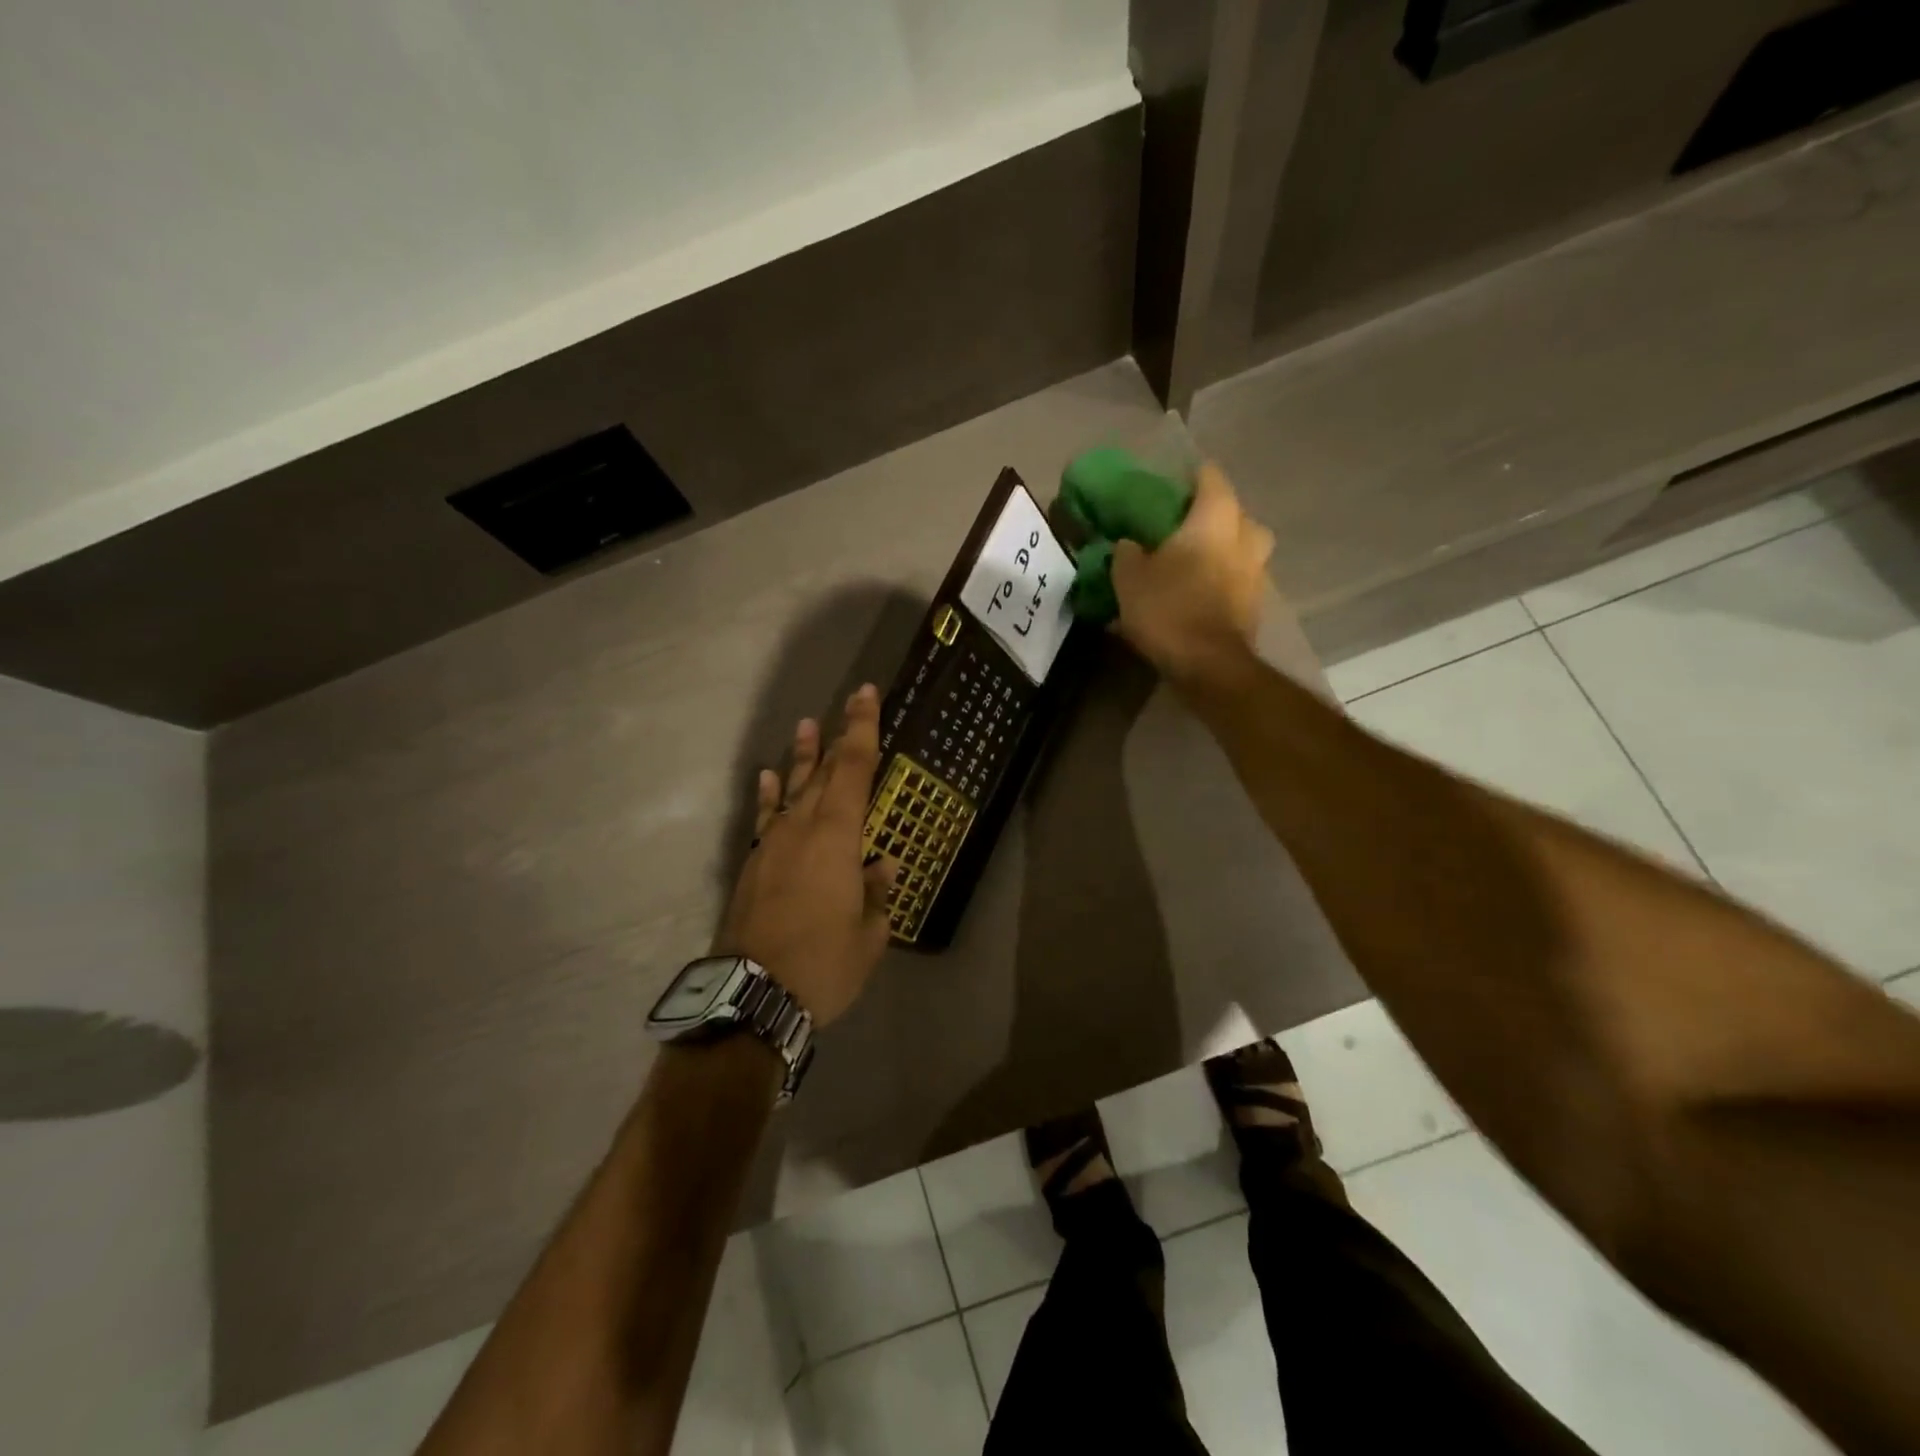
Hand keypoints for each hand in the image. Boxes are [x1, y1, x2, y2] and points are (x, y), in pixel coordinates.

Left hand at [714, 685, 898, 1027]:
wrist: (753, 996)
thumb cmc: (823, 964)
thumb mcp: (869, 935)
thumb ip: (876, 894)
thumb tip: (880, 866)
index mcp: (837, 837)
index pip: (855, 769)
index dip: (863, 729)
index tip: (867, 694)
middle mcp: (803, 828)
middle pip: (825, 770)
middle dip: (840, 734)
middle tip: (851, 702)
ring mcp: (772, 843)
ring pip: (792, 788)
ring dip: (803, 756)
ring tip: (807, 725)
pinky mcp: (752, 863)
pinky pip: (765, 816)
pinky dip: (770, 794)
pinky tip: (770, 776)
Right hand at [1111, 462, 1274, 681]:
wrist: (1208, 665)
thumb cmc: (1169, 609)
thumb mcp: (1129, 577)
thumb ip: (1127, 552)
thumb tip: (1130, 544)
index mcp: (1215, 518)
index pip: (1209, 477)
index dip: (1188, 478)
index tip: (1167, 488)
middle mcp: (1245, 537)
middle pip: (1234, 514)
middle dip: (1212, 518)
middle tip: (1184, 530)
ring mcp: (1257, 573)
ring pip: (1242, 549)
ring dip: (1222, 552)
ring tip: (1192, 566)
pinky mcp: (1255, 605)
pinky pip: (1239, 580)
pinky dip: (1223, 582)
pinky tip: (1199, 595)